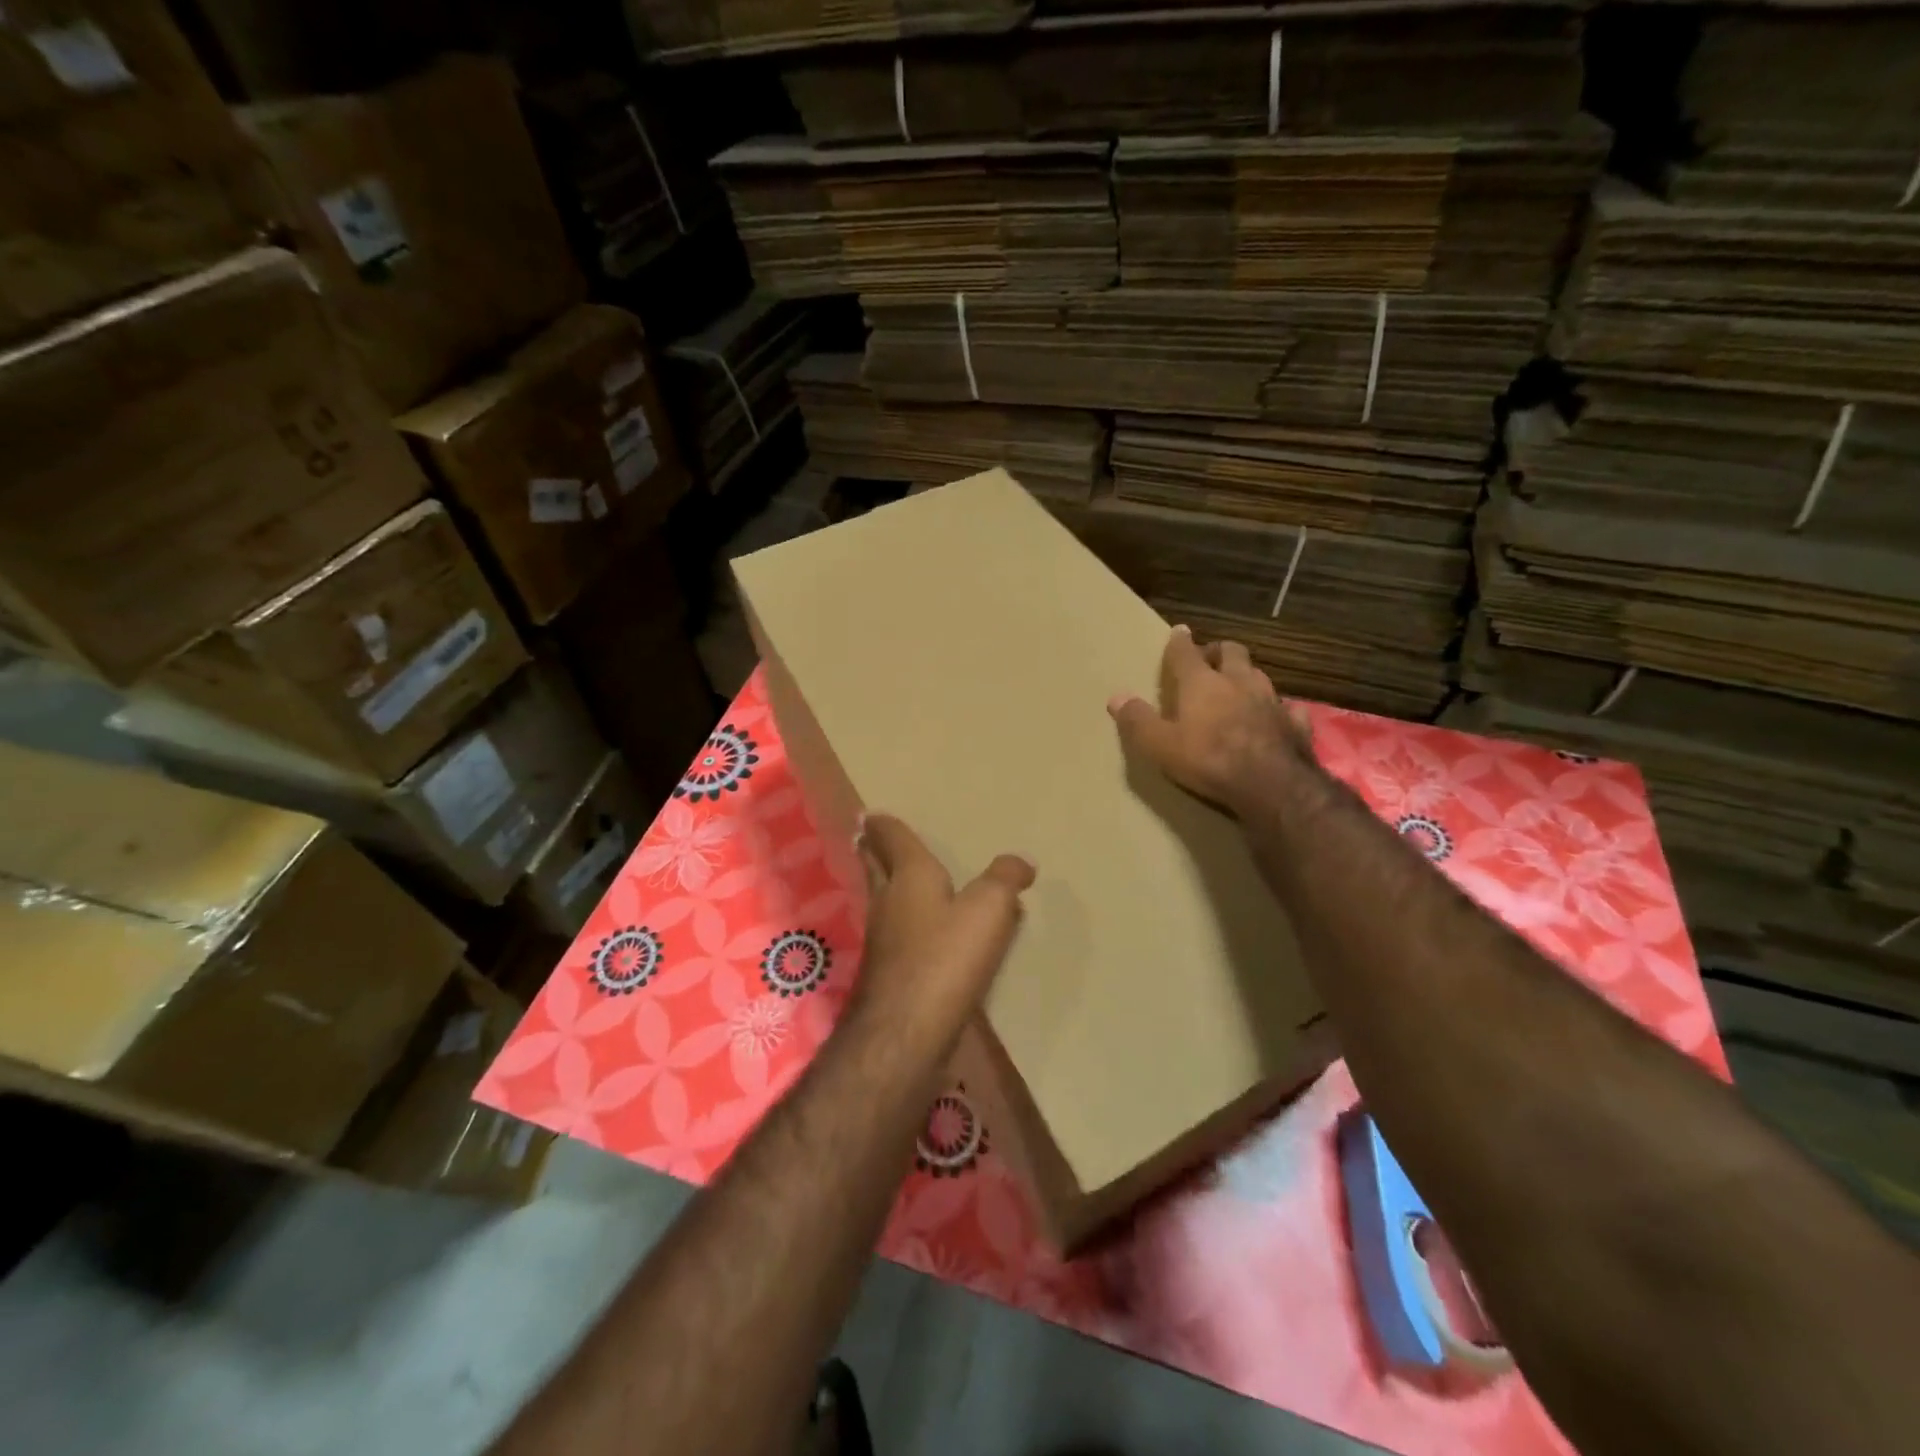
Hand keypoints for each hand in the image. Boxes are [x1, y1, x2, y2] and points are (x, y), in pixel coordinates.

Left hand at [850, 813, 1034, 1047]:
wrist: (906, 1032)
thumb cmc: (946, 957)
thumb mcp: (989, 909)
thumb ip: (1004, 879)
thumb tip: (1020, 861)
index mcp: (909, 876)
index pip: (891, 839)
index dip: (883, 824)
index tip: (870, 814)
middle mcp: (887, 902)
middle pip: (875, 867)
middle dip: (872, 851)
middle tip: (867, 837)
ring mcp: (882, 940)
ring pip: (883, 900)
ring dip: (886, 886)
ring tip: (899, 879)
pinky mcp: (887, 974)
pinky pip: (896, 934)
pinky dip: (905, 923)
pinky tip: (921, 934)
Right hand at [1108, 625, 1315, 814]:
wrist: (1271, 784)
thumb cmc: (1208, 759)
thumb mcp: (1160, 745)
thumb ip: (1137, 720)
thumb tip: (1115, 697)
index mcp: (1202, 683)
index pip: (1186, 653)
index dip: (1179, 642)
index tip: (1179, 632)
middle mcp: (1238, 682)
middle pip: (1231, 652)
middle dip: (1219, 652)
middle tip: (1210, 659)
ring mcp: (1271, 700)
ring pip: (1259, 675)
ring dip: (1247, 676)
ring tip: (1239, 685)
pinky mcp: (1295, 723)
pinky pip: (1288, 708)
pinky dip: (1280, 709)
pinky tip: (1279, 716)